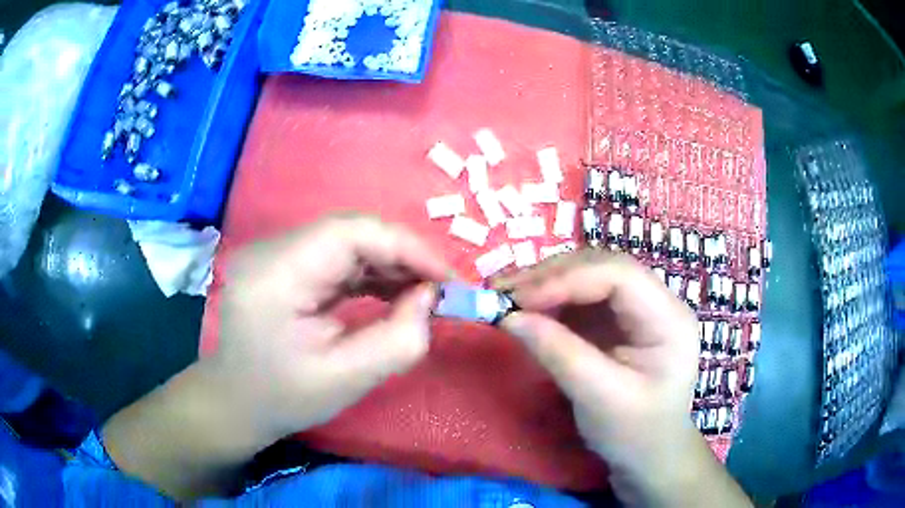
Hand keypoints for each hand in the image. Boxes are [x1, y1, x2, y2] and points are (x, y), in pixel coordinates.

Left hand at [213, 213, 450, 439]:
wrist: (236, 402)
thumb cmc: (283, 398)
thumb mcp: (346, 380)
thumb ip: (398, 340)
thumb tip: (429, 296)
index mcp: (276, 274)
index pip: (349, 232)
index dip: (406, 246)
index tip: (447, 279)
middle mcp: (272, 250)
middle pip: (350, 231)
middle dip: (402, 256)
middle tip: (440, 289)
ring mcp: (277, 254)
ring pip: (347, 240)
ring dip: (389, 263)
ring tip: (422, 293)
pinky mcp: (285, 264)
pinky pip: (336, 256)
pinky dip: (370, 272)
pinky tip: (393, 292)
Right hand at [494, 249, 699, 473]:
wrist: (649, 453)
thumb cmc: (635, 432)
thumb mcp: (600, 399)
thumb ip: (560, 355)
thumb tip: (510, 317)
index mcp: (669, 320)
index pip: (620, 275)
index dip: (568, 278)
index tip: (520, 298)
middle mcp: (657, 302)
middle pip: (603, 267)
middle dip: (552, 276)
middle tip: (504, 291)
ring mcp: (636, 309)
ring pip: (588, 276)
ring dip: (546, 283)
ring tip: (507, 296)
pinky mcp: (617, 320)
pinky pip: (581, 297)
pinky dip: (550, 299)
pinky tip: (527, 308)